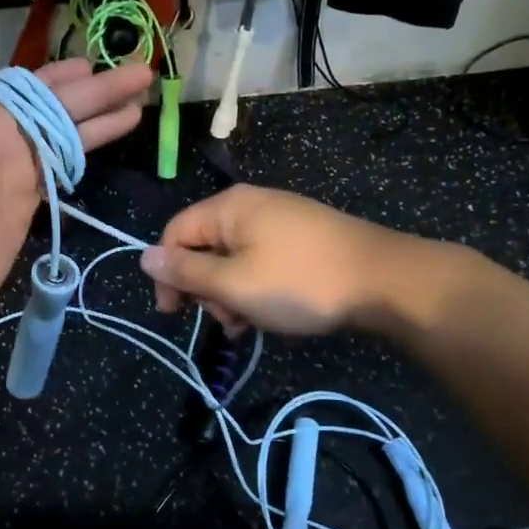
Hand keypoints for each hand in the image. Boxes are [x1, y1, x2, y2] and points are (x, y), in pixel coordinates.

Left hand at [0, 0, 151, 340]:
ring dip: (104, 119)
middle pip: (63, 107)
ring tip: (142, 104)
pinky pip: (65, 171)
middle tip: (145, 72)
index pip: (35, 84)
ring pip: (70, 136)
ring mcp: (18, 172)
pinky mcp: (28, 205)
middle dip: (103, 90)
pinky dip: (89, 154)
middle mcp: (4, 137)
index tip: (99, 58)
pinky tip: (111, 144)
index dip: (69, 72)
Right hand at [140, 185, 424, 336]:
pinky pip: (261, 262)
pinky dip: (257, 288)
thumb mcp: (234, 284)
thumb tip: (143, 257)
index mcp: (229, 207)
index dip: (168, 274)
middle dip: (206, 288)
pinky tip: (270, 314)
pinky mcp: (302, 239)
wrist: (385, 281)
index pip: (175, 234)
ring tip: (251, 323)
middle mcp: (251, 205)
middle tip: (226, 320)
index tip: (175, 313)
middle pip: (204, 247)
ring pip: (234, 259)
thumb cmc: (300, 282)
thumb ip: (186, 272)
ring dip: (232, 295)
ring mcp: (280, 221)